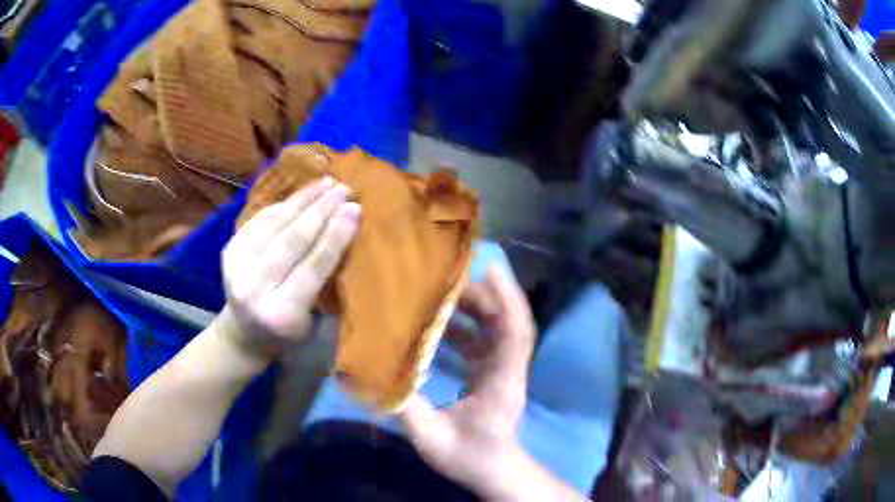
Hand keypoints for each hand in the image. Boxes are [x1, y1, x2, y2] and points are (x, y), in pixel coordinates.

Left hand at [219, 177, 360, 358]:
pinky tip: (303, 195)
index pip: (313, 267)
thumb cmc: (289, 332)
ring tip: (327, 183)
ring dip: (302, 200)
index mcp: (282, 314)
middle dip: (320, 210)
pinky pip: (259, 220)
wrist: (244, 334)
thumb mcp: (315, 322)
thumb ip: (328, 286)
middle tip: (344, 189)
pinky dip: (283, 205)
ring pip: (273, 224)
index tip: (355, 208)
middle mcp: (253, 289)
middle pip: (290, 241)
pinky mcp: (228, 251)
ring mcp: (236, 268)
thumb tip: (348, 237)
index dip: (335, 235)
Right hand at [399, 267, 537, 499]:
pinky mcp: (494, 374)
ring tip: (442, 296)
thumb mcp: (430, 437)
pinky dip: (467, 328)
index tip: (491, 269)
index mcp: (501, 383)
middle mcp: (509, 371)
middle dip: (482, 296)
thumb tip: (371, 378)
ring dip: (475, 310)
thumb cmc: (467, 457)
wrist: (492, 471)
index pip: (516, 335)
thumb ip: (403, 407)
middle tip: (448, 281)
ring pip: (497, 329)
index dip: (508, 300)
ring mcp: (504, 371)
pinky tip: (440, 326)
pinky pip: (486, 342)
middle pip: (506, 323)